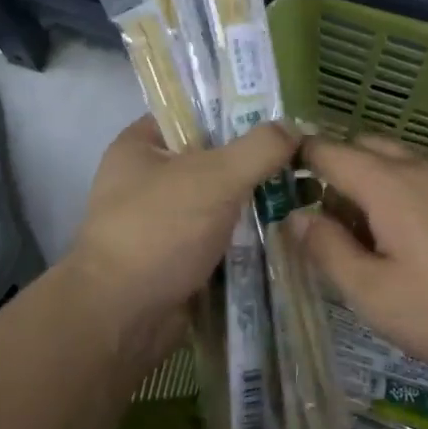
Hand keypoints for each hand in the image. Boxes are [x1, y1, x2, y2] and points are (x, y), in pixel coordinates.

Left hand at [70, 116, 296, 357]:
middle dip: (253, 162)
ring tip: (305, 194)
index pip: (192, 113)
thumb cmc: (159, 231)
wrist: (123, 316)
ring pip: (217, 203)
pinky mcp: (176, 259)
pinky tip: (285, 233)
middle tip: (302, 159)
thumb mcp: (214, 177)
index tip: (281, 118)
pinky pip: (218, 239)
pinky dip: (245, 239)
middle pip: (210, 159)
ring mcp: (161, 223)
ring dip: (253, 204)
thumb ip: (258, 148)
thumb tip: (293, 127)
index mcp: (140, 146)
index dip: (235, 111)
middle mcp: (147, 181)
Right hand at [294, 135, 427, 383]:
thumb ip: (329, 252)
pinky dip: (410, 194)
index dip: (298, 159)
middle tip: (330, 224)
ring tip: (375, 239)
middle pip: (367, 147)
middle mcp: (424, 166)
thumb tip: (298, 218)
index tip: (281, 183)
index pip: (329, 151)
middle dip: (338, 171)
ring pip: (402, 162)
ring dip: (376, 185)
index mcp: (389, 184)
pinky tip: (423, 243)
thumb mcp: (375, 295)